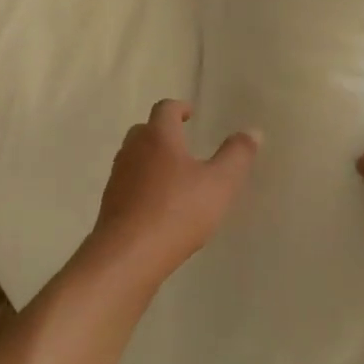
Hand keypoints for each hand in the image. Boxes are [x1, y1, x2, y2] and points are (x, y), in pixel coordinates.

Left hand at [89, 100, 260, 283]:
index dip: (179, 108)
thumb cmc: (178, 211)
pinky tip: (159, 205)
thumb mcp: (220, 183)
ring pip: (134, 158)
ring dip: (151, 160)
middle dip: (163, 133)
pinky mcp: (111, 204)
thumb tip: (252, 131)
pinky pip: (129, 185)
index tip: (190, 114)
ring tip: (174, 176)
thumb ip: (237, 156)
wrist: (129, 255)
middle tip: (183, 142)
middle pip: (145, 130)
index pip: (165, 109)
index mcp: (158, 137)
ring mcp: (118, 177)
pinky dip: (143, 185)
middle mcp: (132, 150)